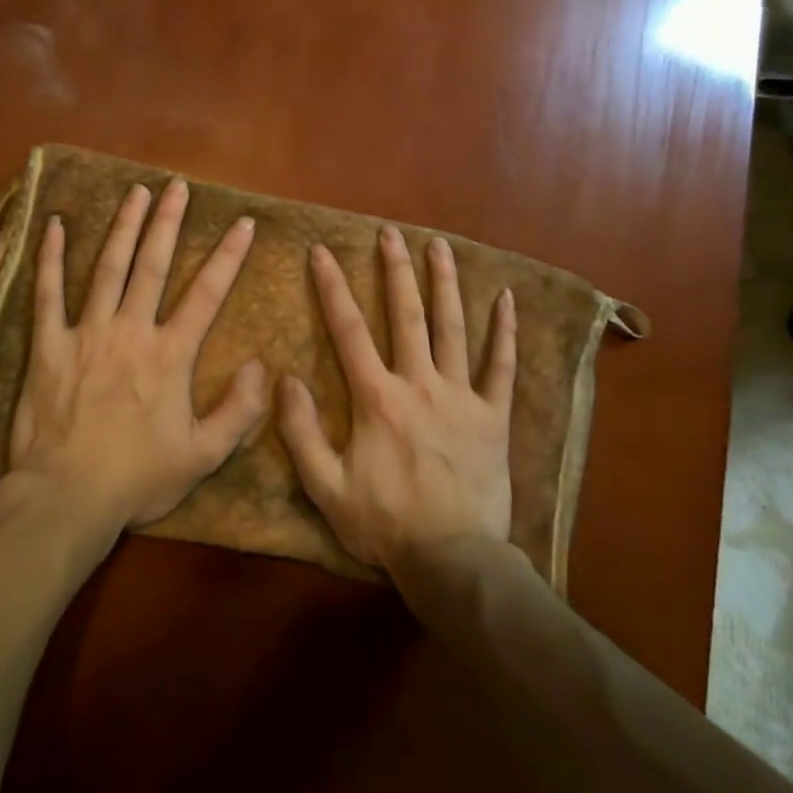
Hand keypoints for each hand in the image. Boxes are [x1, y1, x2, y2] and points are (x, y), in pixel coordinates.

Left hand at [8, 178, 267, 531]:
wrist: (67, 496)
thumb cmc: (137, 477)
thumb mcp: (203, 456)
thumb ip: (238, 411)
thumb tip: (259, 366)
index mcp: (169, 355)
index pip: (206, 294)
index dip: (228, 256)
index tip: (243, 223)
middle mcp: (130, 331)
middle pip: (154, 265)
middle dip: (169, 222)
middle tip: (178, 186)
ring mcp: (86, 333)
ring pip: (108, 268)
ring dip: (124, 226)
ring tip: (136, 192)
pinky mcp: (48, 345)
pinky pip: (47, 293)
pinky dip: (50, 258)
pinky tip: (54, 225)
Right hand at [277, 226, 516, 573]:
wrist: (453, 559)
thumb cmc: (385, 523)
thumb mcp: (325, 487)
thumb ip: (300, 432)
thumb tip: (285, 379)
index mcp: (377, 398)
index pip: (349, 330)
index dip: (332, 288)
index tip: (322, 252)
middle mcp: (420, 384)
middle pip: (406, 315)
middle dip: (395, 270)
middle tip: (390, 232)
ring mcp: (461, 397)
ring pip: (453, 328)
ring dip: (445, 284)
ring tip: (439, 246)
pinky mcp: (493, 416)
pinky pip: (502, 366)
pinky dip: (504, 332)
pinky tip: (507, 298)